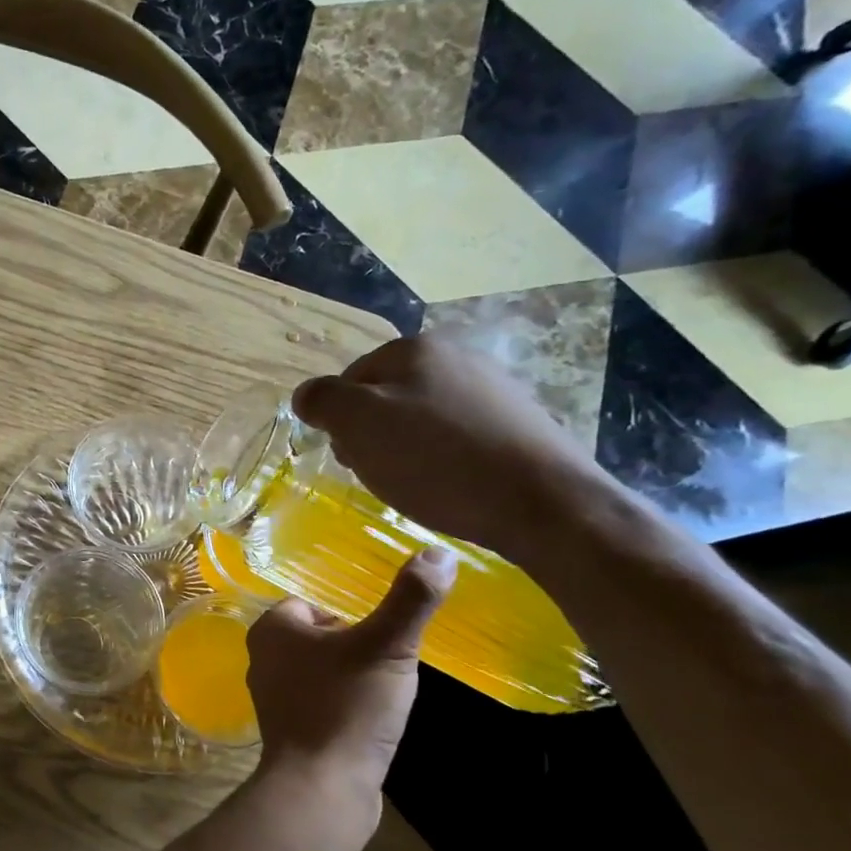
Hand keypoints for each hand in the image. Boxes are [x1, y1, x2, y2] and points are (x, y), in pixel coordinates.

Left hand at [247, 547, 455, 796]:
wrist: (322, 787)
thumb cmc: (347, 706)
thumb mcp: (386, 646)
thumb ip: (411, 599)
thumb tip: (439, 551)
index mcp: (272, 628)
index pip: (313, 601)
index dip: (351, 612)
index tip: (384, 630)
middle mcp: (262, 658)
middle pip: (319, 635)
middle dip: (354, 644)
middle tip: (390, 659)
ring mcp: (272, 697)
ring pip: (320, 669)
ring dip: (351, 674)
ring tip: (385, 688)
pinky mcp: (288, 730)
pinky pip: (320, 701)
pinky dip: (344, 703)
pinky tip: (370, 718)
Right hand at [291, 337, 609, 559]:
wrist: (543, 503)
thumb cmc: (437, 460)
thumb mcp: (359, 425)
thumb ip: (323, 401)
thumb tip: (306, 395)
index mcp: (415, 348)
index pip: (350, 378)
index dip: (339, 419)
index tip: (349, 456)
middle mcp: (457, 356)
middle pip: (387, 396)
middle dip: (373, 433)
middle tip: (377, 472)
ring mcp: (494, 388)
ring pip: (422, 417)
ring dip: (407, 448)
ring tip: (415, 484)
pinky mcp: (519, 423)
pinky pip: (458, 436)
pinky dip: (444, 458)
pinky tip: (450, 485)